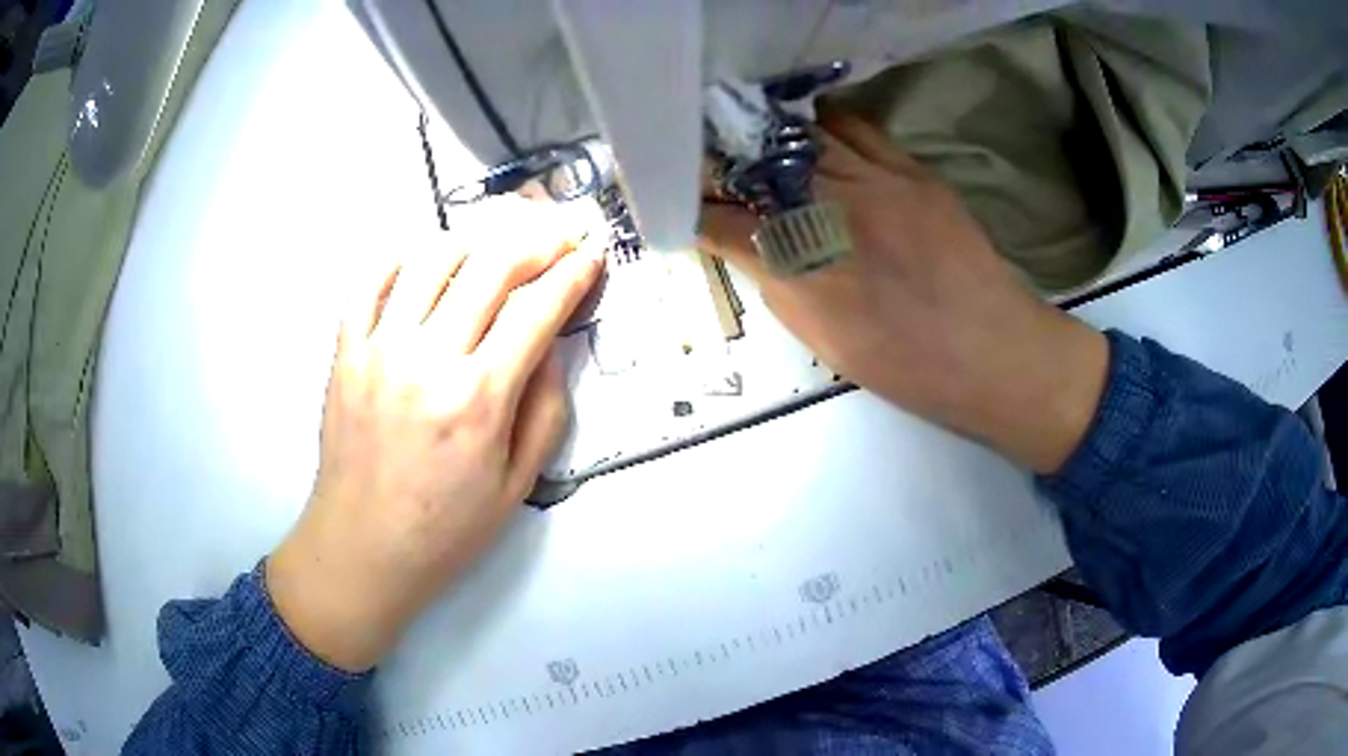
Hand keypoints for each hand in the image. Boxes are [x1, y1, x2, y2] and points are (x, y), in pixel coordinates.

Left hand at [267, 212, 604, 671]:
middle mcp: (428, 359)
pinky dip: (398, 257)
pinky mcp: (346, 352)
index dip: (573, 275)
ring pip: (431, 259)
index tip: (591, 256)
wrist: (362, 548)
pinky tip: (422, 258)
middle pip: (490, 268)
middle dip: (536, 241)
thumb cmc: (445, 529)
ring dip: (474, 239)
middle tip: (557, 237)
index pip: (537, 312)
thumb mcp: (516, 485)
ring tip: (497, 243)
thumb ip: (543, 411)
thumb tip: (548, 349)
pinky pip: (368, 282)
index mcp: (478, 399)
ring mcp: (379, 349)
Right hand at [699, 114, 1108, 473]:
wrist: (992, 351)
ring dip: (768, 138)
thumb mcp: (823, 339)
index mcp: (801, 269)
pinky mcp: (910, 170)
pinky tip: (810, 131)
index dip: (692, 209)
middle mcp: (830, 213)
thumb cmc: (906, 364)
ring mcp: (874, 182)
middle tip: (704, 157)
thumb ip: (777, 282)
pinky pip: (855, 128)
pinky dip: (823, 126)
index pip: (721, 222)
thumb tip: (747, 244)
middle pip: (756, 168)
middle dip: (722, 161)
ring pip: (801, 139)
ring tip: (749, 136)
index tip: (677, 202)